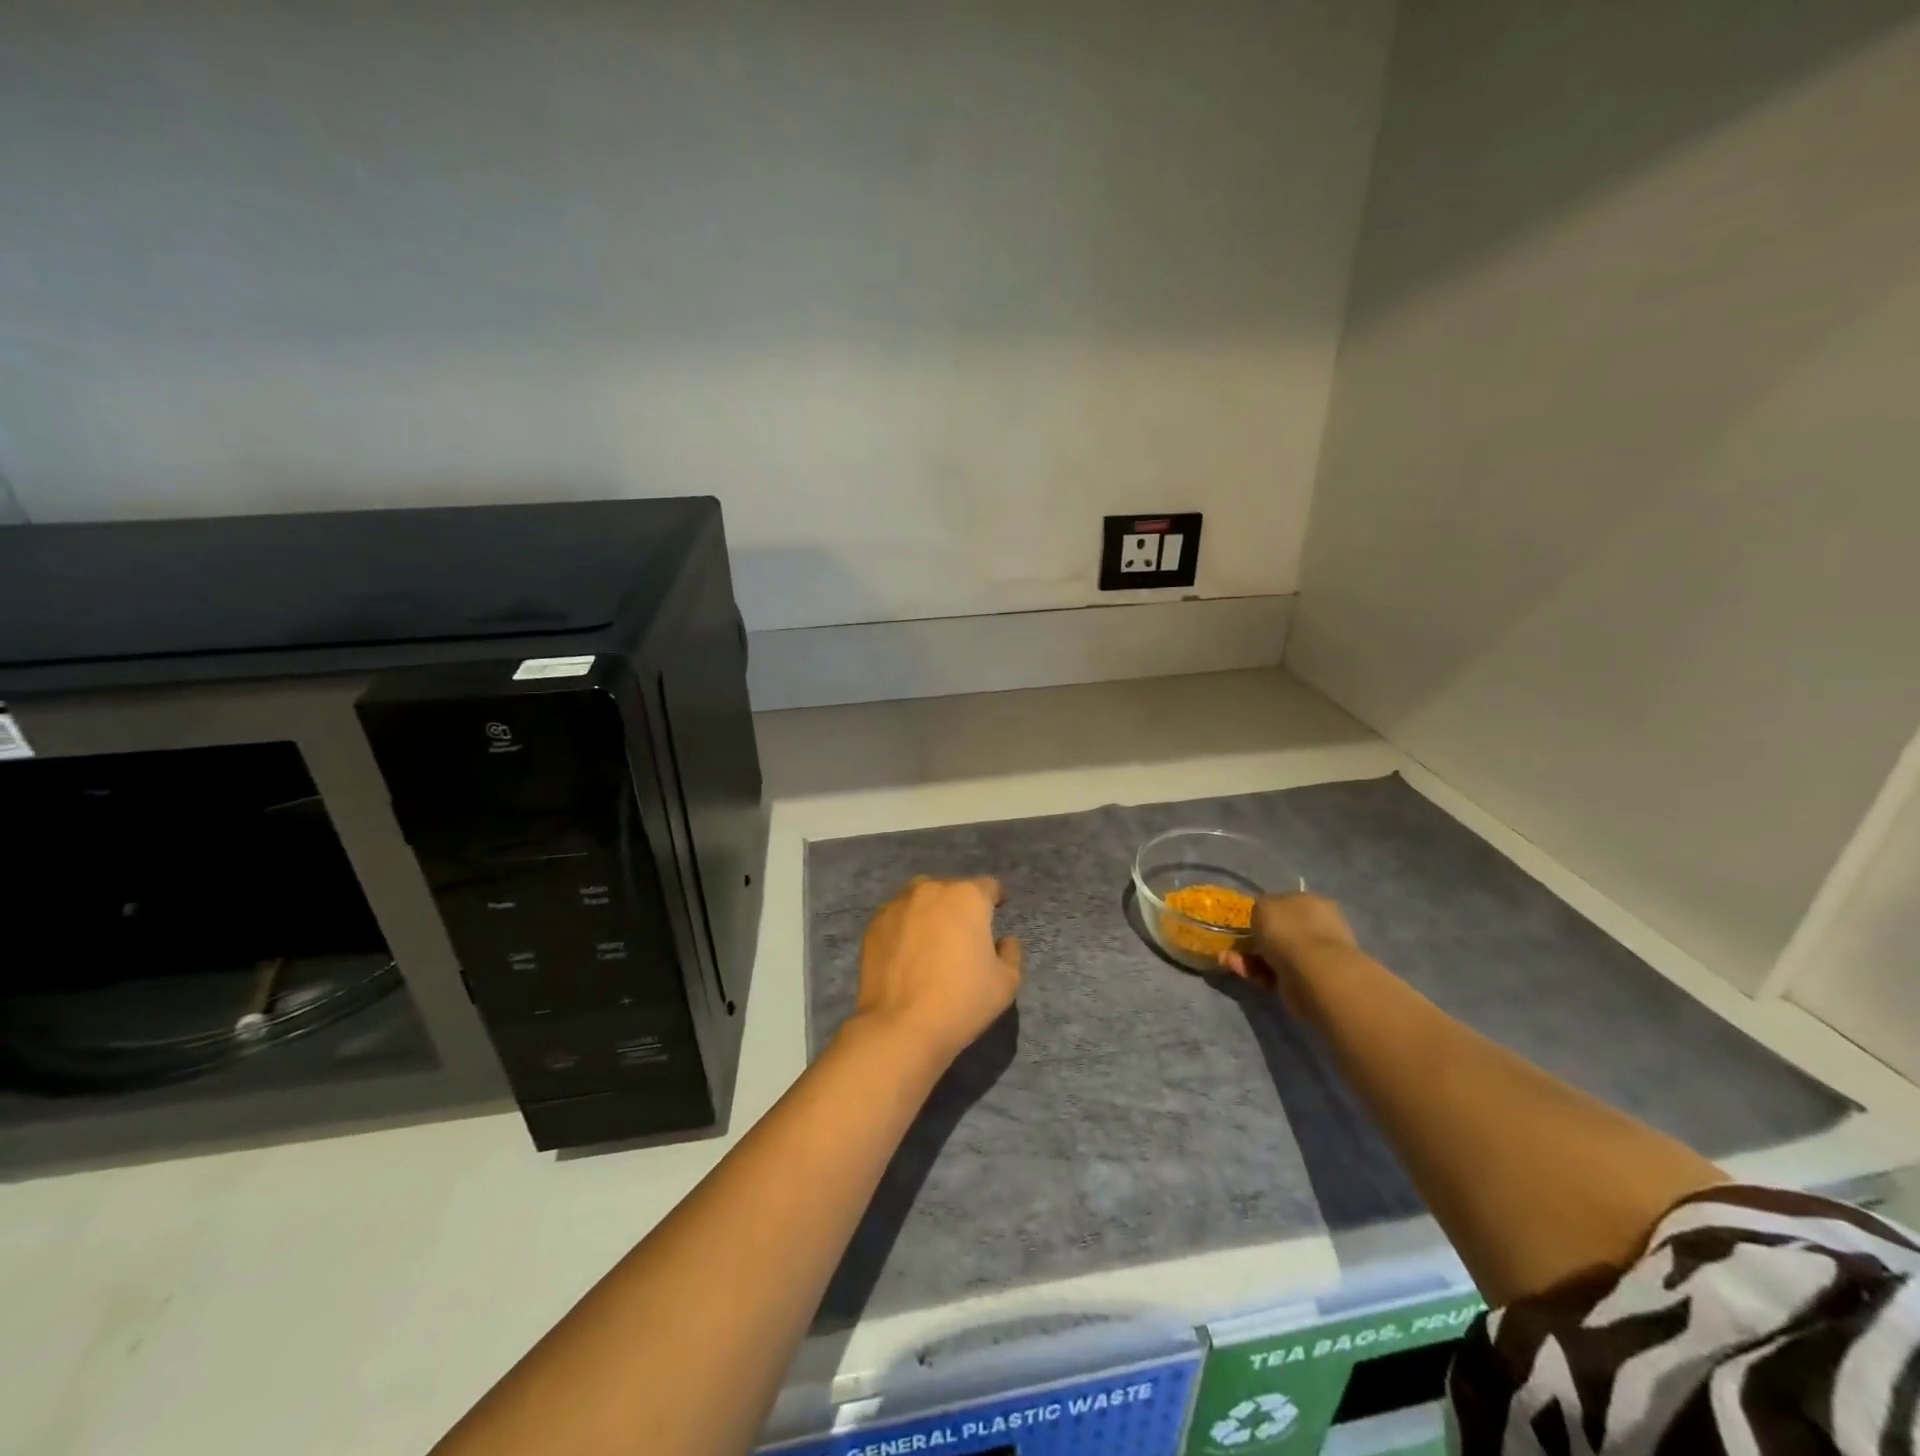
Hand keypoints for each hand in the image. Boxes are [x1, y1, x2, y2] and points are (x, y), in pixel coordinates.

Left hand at [847, 876, 1022, 1066]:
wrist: (900, 1026)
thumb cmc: (961, 1001)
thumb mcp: (1006, 982)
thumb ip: (1011, 953)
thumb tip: (1004, 940)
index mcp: (967, 897)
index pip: (988, 886)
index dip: (995, 899)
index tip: (996, 912)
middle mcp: (931, 890)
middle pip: (952, 890)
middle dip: (960, 906)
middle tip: (963, 934)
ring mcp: (898, 904)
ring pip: (921, 899)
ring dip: (930, 912)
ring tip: (932, 940)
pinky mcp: (874, 924)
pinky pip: (897, 917)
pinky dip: (905, 927)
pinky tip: (907, 953)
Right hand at [1220, 892, 1356, 1009]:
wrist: (1313, 973)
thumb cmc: (1290, 930)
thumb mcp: (1264, 905)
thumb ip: (1261, 908)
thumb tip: (1263, 918)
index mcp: (1312, 903)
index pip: (1286, 904)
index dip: (1265, 912)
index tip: (1246, 921)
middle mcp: (1316, 928)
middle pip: (1280, 932)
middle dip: (1255, 938)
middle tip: (1235, 943)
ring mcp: (1313, 957)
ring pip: (1274, 954)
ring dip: (1249, 957)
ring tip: (1228, 959)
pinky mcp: (1304, 982)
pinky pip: (1274, 974)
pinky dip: (1255, 972)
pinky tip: (1239, 969)